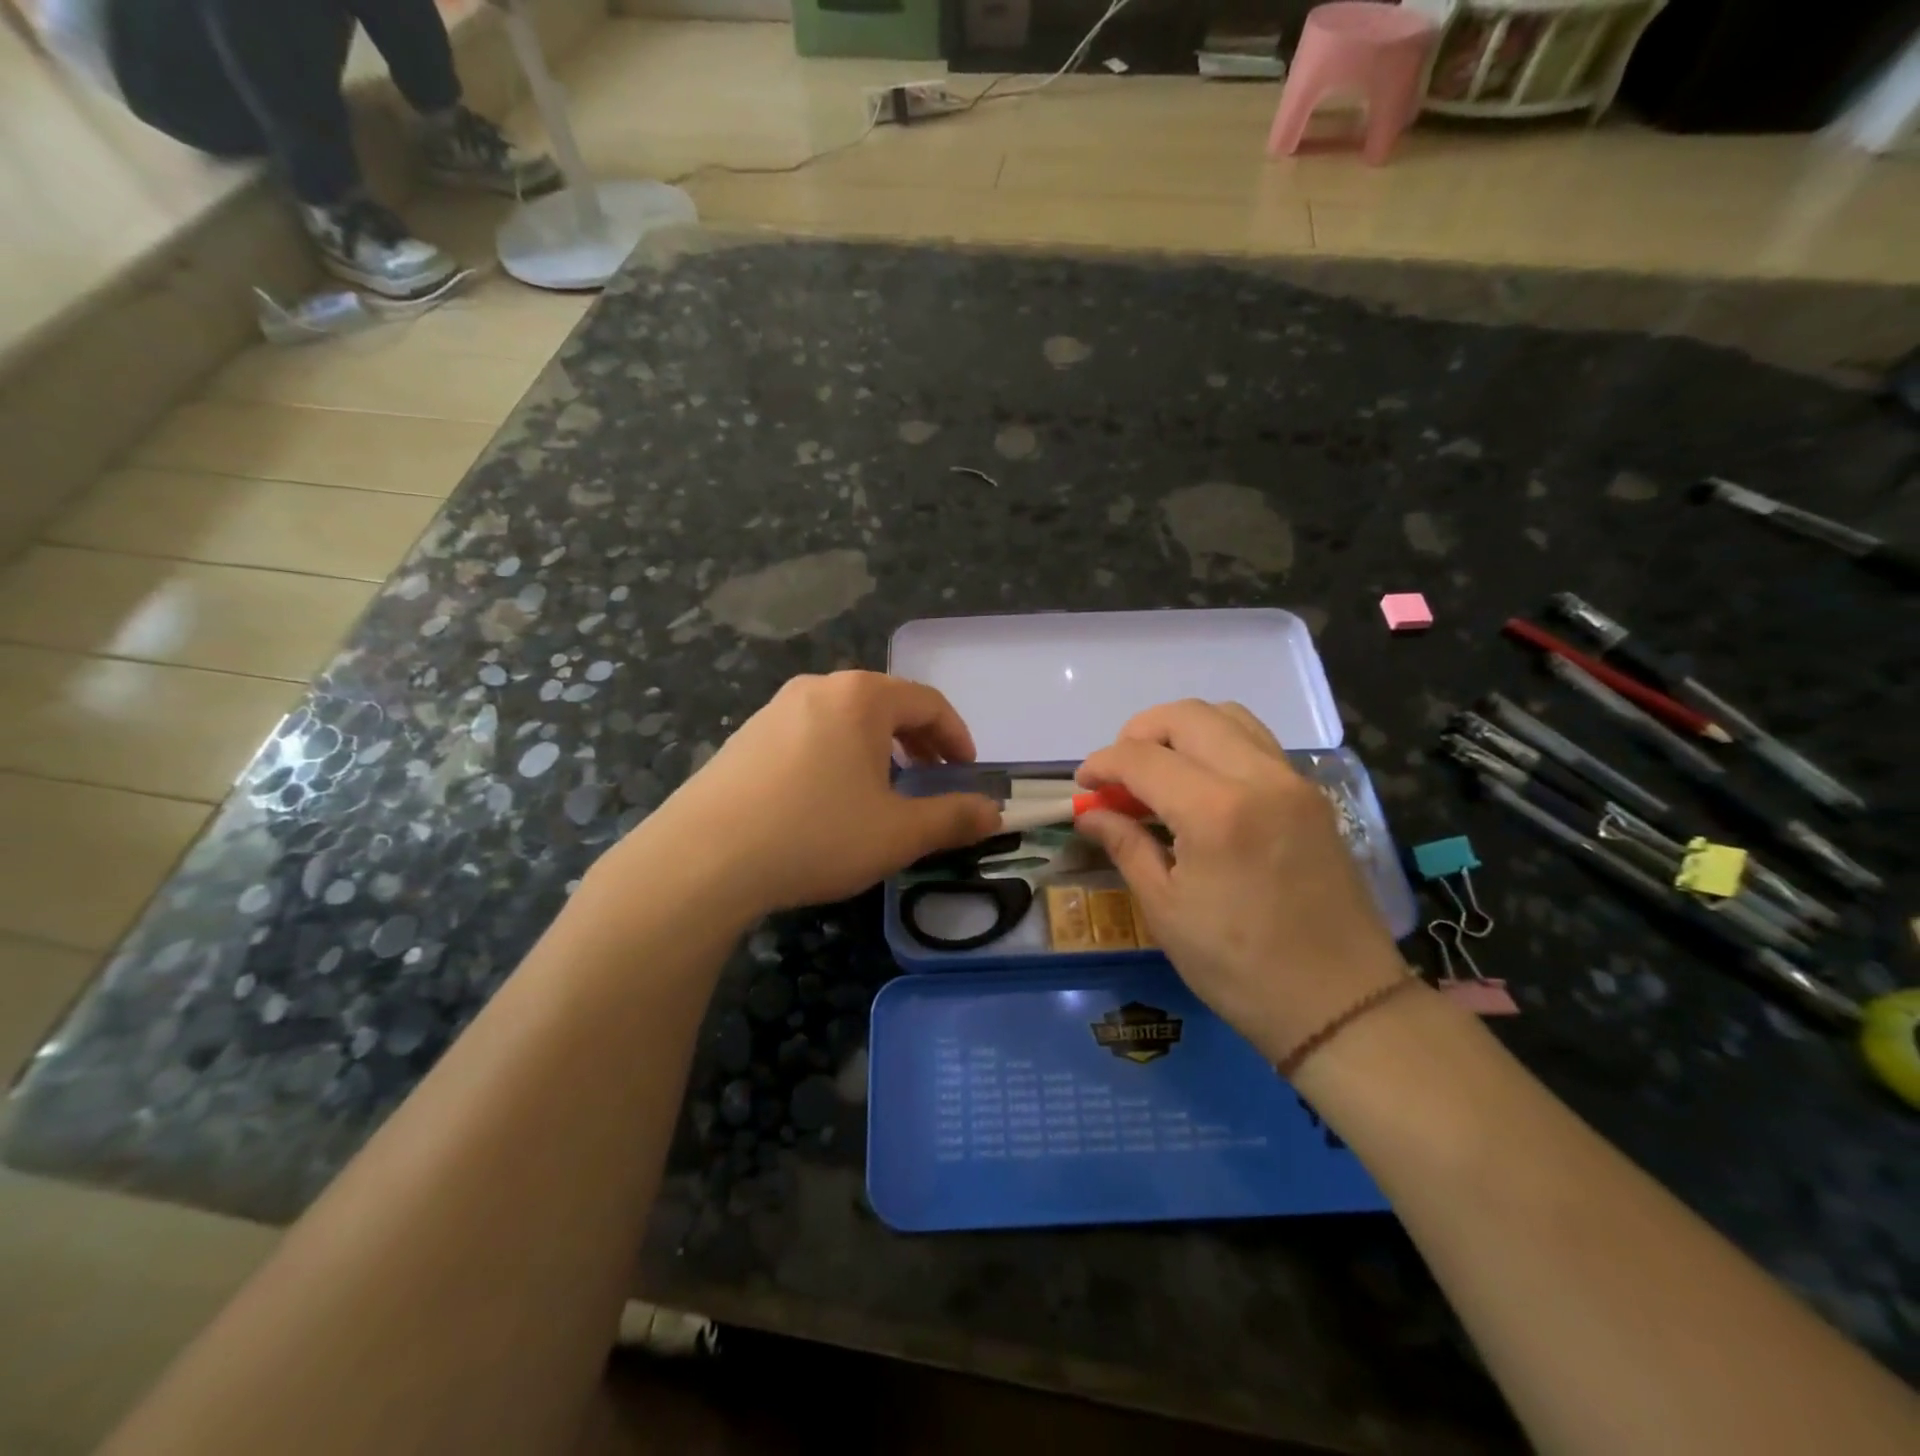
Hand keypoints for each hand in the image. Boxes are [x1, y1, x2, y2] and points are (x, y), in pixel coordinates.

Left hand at [611, 672, 999, 918]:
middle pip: (886, 704)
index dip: (956, 737)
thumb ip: (953, 818)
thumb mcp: (897, 833)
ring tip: (883, 791)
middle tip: (932, 780)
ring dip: (877, 749)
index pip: (928, 702)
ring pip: (845, 720)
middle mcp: (818, 689)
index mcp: (861, 697)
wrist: (703, 858)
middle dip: (918, 741)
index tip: (966, 772)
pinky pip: (810, 735)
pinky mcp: (745, 737)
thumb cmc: (816, 834)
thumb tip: (994, 812)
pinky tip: (828, 799)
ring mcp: (775, 709)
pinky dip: (837, 756)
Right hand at [1074, 701, 1405, 1059]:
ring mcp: (1292, 782)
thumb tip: (1089, 813)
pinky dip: (1218, 743)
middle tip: (1119, 774)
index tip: (1083, 786)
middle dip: (1139, 733)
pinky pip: (1257, 742)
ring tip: (1159, 772)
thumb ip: (1126, 846)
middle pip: (1186, 716)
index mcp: (1215, 811)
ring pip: (1228, 716)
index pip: (1142, 757)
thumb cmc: (1239, 968)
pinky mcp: (1312, 795)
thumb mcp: (1166, 910)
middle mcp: (1258, 778)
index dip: (1102, 764)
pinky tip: (1202, 786)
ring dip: (1182, 731)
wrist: (1340, 1004)